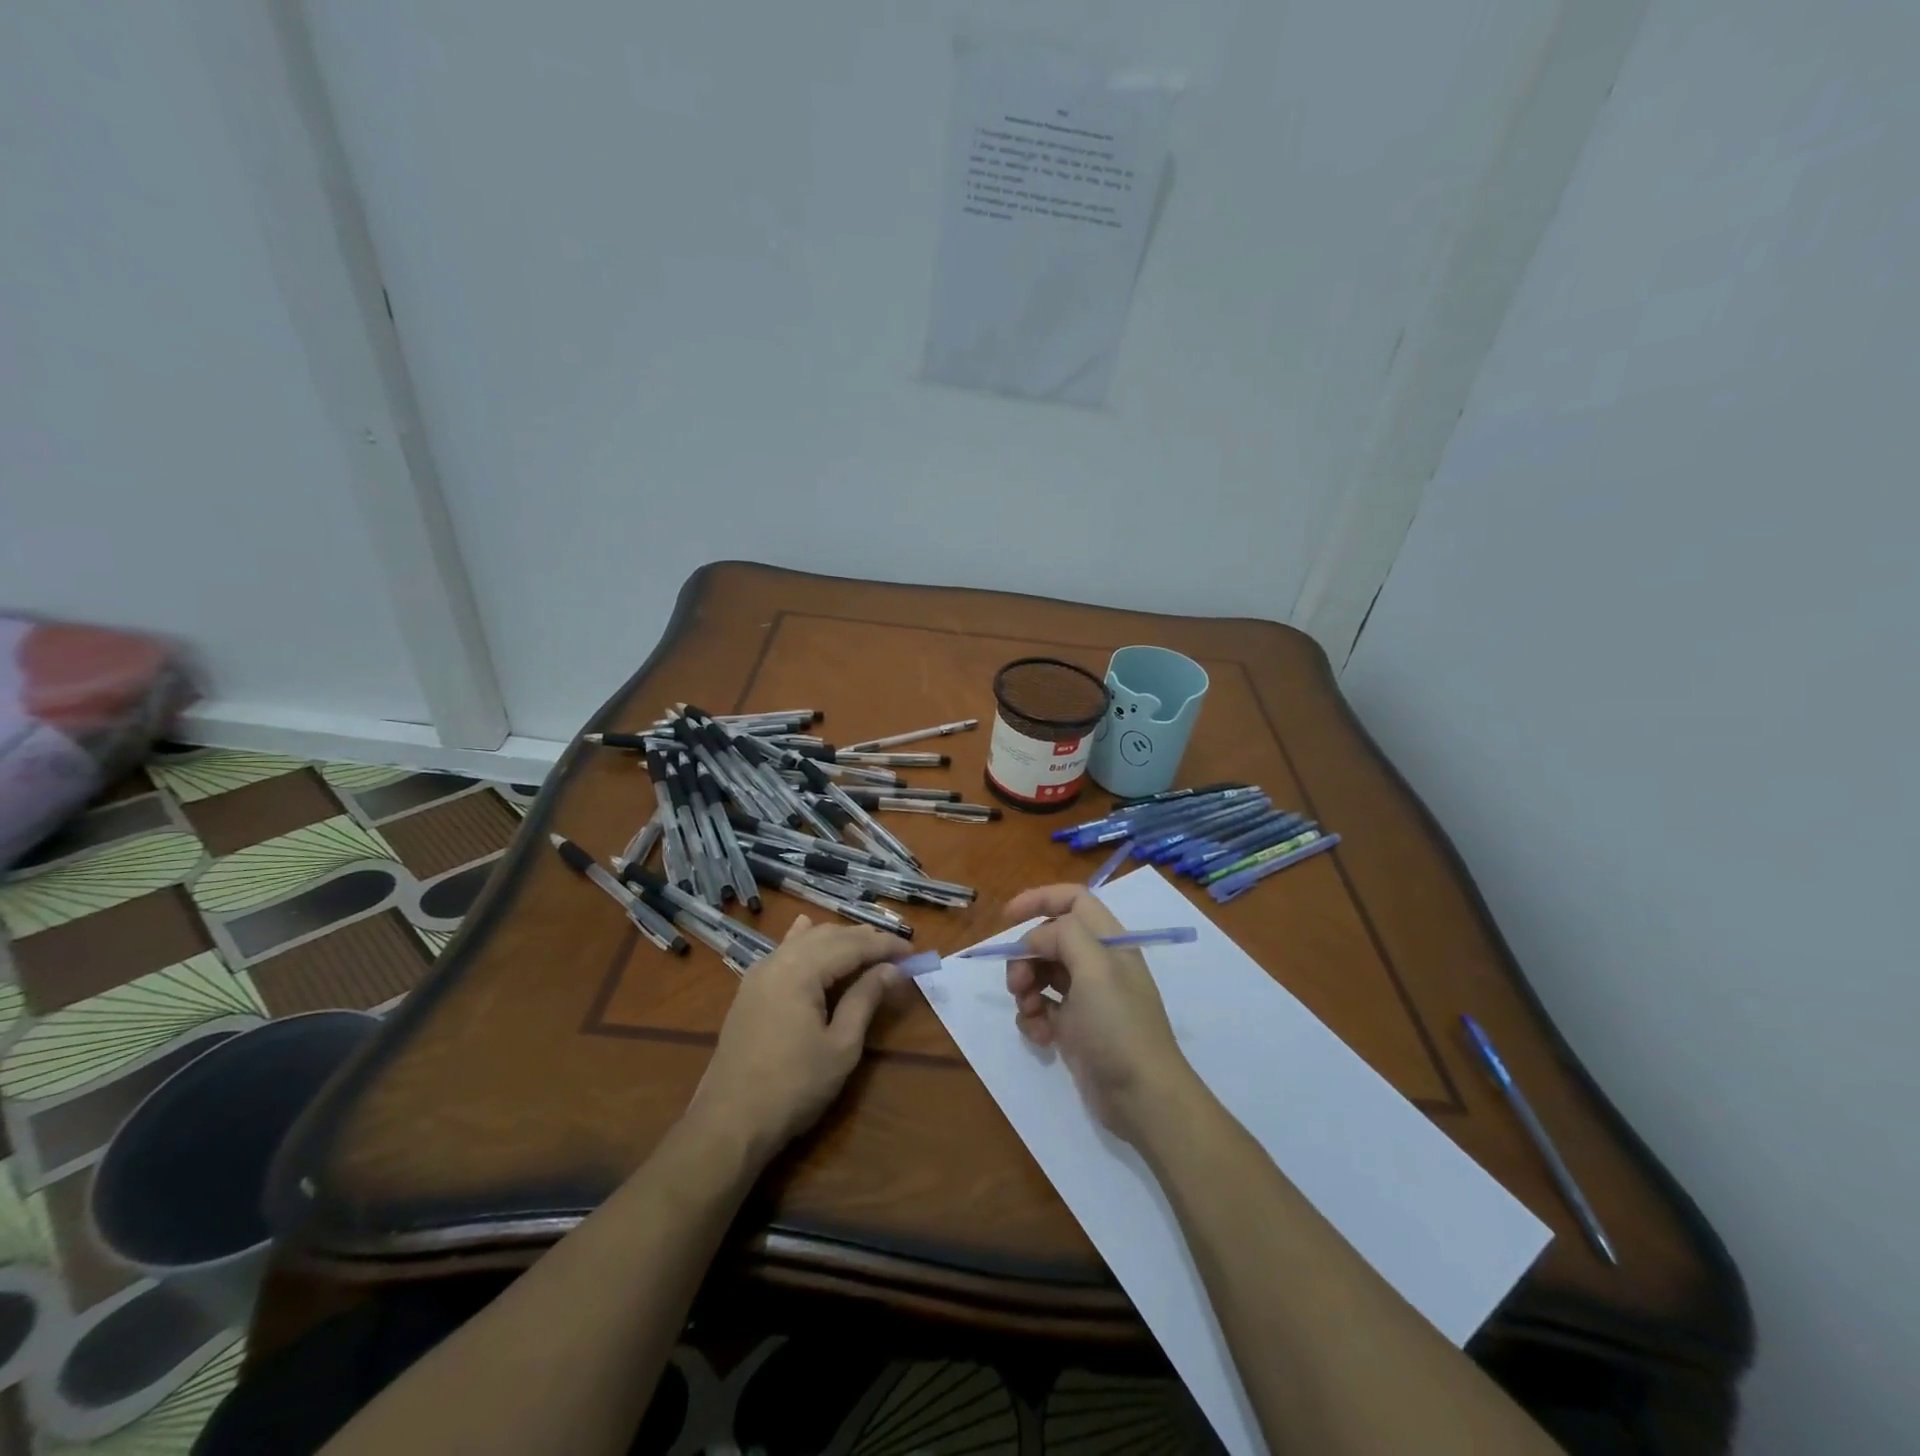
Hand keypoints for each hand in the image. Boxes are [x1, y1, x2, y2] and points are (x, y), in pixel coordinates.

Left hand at [686, 916, 908, 1162]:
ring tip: (866, 947)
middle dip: (864, 939)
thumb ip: (865, 999)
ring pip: (805, 940)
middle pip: (828, 936)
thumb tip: (892, 969)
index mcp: (801, 970)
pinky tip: (807, 929)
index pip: (851, 945)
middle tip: (896, 952)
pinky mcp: (750, 990)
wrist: (729, 1123)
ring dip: (837, 939)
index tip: (913, 952)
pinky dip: (804, 941)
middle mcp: (778, 961)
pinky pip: (783, 951)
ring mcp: (759, 974)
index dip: (884, 946)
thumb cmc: (794, 1087)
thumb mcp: (841, 1046)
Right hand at [1003, 884, 1195, 1144]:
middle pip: (1049, 938)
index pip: (1073, 900)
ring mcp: (1086, 997)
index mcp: (1109, 941)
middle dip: (1025, 955)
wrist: (1141, 1097)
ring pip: (1041, 973)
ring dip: (1025, 987)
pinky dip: (1033, 1017)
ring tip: (1031, 1011)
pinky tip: (1039, 1036)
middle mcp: (1097, 963)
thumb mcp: (1096, 969)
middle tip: (1017, 982)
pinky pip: (1041, 1008)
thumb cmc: (1119, 1026)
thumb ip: (1064, 936)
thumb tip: (1036, 940)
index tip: (1007, 917)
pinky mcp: (1074, 1028)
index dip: (1040, 899)